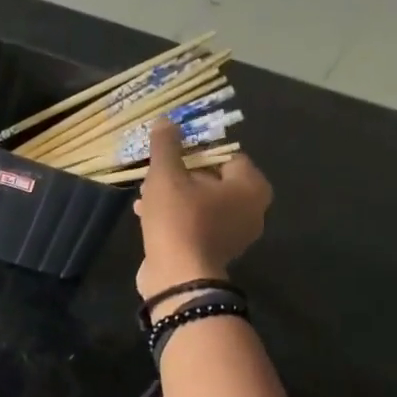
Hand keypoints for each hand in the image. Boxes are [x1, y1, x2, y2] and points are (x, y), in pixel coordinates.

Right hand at [135, 119, 272, 301]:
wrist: (178, 277)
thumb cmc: (179, 219)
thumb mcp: (167, 175)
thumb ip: (167, 146)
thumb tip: (166, 120)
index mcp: (250, 186)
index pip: (227, 154)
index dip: (197, 150)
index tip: (171, 153)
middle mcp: (251, 209)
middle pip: (213, 179)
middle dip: (181, 175)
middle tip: (154, 173)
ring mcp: (235, 234)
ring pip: (201, 203)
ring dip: (174, 197)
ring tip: (144, 195)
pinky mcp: (215, 252)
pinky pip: (197, 224)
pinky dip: (176, 217)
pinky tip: (146, 215)